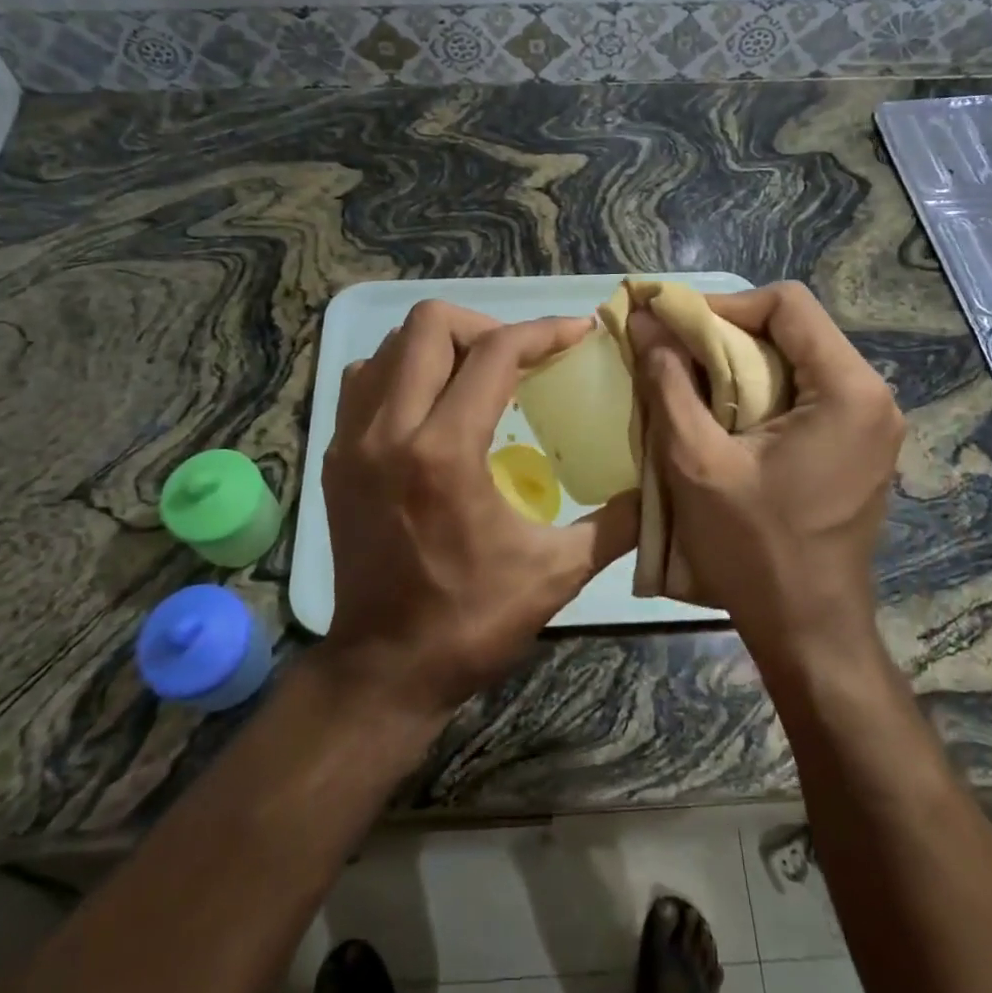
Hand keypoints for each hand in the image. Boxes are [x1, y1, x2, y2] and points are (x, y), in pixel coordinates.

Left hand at [323, 301, 637, 717]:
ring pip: (391, 345)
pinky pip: (364, 380)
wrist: (384, 668)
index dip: (543, 331)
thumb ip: (616, 523)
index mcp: (444, 453)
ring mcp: (352, 440)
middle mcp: (389, 430)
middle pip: (430, 324)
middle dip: (486, 326)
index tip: (578, 332)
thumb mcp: (557, 573)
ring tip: (477, 376)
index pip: (495, 353)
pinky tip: (432, 406)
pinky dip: (402, 373)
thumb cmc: (471, 622)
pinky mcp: (334, 456)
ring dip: (441, 346)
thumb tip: (657, 483)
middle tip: (519, 359)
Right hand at [631, 282, 904, 660]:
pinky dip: (761, 391)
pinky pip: (807, 392)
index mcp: (848, 390)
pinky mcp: (860, 445)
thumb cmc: (752, 548)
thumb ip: (669, 383)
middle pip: (795, 329)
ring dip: (741, 364)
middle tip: (674, 356)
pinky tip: (725, 418)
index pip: (787, 304)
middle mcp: (874, 395)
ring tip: (691, 384)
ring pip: (798, 359)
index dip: (724, 305)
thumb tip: (644, 322)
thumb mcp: (696, 461)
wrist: (807, 629)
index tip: (673, 328)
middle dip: (728, 334)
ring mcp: (872, 423)